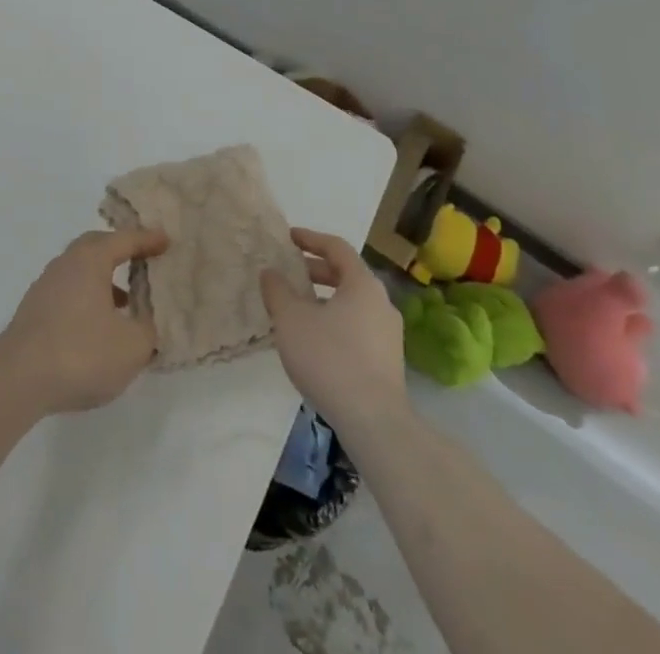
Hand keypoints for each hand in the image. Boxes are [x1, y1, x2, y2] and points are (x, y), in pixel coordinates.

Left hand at [0, 228, 169, 416]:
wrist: (19, 377)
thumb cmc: (81, 352)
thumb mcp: (132, 346)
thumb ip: (148, 329)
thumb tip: (147, 322)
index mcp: (90, 260)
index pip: (123, 240)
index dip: (147, 240)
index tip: (166, 240)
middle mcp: (65, 263)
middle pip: (97, 247)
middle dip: (121, 251)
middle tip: (143, 260)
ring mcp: (46, 286)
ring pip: (81, 270)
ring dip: (105, 279)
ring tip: (127, 302)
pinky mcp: (35, 310)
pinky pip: (70, 291)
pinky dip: (89, 298)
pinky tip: (99, 326)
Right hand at [260, 228, 408, 434]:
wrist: (373, 421)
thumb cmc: (329, 357)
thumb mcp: (290, 318)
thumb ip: (277, 289)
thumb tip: (271, 273)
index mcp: (362, 284)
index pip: (336, 247)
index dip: (310, 238)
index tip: (288, 238)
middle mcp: (381, 303)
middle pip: (346, 275)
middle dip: (315, 270)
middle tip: (289, 272)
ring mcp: (388, 334)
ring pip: (352, 303)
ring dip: (324, 298)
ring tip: (296, 308)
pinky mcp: (387, 361)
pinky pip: (357, 326)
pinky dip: (334, 320)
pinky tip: (313, 339)